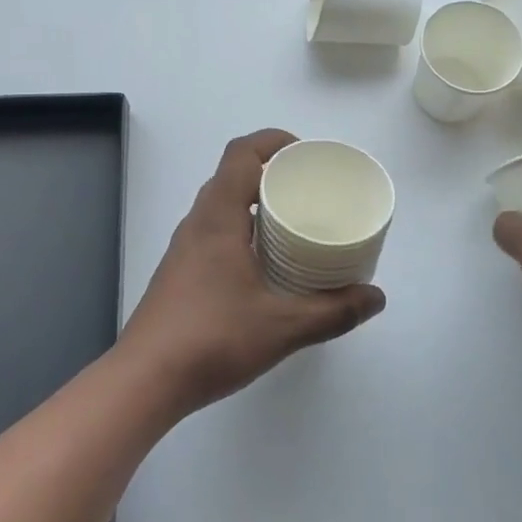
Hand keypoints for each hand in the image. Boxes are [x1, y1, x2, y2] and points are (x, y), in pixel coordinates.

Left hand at [118, 129, 386, 416]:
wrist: (145, 380)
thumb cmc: (212, 339)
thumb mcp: (283, 326)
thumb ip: (333, 311)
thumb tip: (376, 298)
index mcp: (218, 217)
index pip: (241, 153)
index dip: (273, 141)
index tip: (307, 155)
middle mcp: (197, 222)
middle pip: (232, 174)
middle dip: (271, 171)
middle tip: (310, 190)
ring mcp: (185, 247)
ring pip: (222, 204)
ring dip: (255, 201)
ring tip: (294, 222)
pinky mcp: (181, 271)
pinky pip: (215, 230)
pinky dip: (242, 228)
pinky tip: (266, 262)